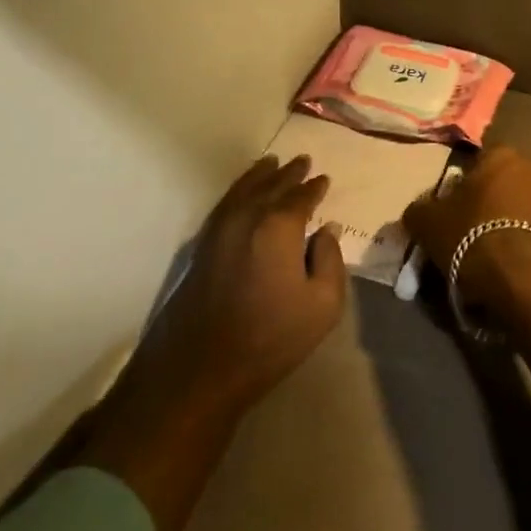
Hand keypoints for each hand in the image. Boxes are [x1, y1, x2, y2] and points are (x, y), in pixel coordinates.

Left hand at [78, 154, 346, 530]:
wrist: (200, 370)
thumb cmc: (270, 338)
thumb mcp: (322, 305)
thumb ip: (330, 260)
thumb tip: (326, 230)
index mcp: (279, 225)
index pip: (301, 196)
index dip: (315, 187)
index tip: (324, 179)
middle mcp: (248, 216)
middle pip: (272, 185)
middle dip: (289, 173)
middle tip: (302, 161)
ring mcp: (220, 229)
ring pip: (244, 189)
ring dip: (261, 174)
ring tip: (272, 163)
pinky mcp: (202, 246)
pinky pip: (226, 203)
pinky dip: (238, 190)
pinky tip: (243, 192)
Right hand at [406, 146, 530, 422]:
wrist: (524, 280)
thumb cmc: (473, 237)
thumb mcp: (429, 223)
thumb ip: (419, 210)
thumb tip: (418, 211)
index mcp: (502, 154)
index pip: (475, 166)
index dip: (460, 191)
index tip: (451, 217)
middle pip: (500, 186)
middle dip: (486, 207)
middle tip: (467, 237)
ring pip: (519, 209)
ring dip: (506, 225)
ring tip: (488, 257)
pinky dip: (522, 244)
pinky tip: (507, 267)